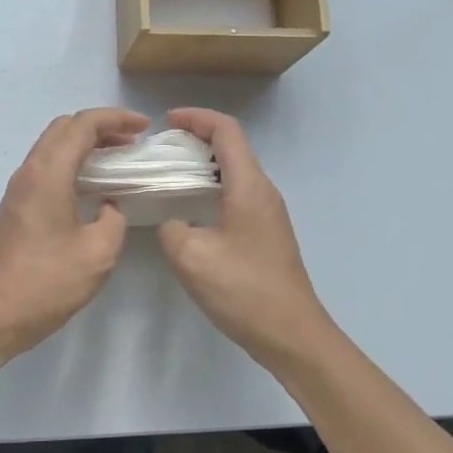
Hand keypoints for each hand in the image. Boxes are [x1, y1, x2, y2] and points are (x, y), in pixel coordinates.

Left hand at [0, 108, 149, 356]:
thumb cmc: (47, 282)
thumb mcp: (98, 252)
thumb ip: (113, 219)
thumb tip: (108, 205)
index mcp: (48, 174)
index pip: (82, 125)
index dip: (116, 118)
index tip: (144, 127)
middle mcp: (29, 171)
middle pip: (64, 127)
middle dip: (100, 126)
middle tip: (131, 141)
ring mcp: (17, 189)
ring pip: (52, 146)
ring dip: (84, 144)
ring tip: (116, 159)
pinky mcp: (15, 207)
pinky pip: (45, 167)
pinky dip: (71, 163)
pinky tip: (92, 186)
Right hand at [157, 108, 338, 369]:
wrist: (291, 334)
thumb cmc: (244, 290)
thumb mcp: (191, 257)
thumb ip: (172, 228)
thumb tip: (174, 222)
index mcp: (249, 187)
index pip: (226, 131)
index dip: (196, 118)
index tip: (167, 122)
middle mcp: (263, 192)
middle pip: (232, 147)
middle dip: (196, 138)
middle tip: (161, 150)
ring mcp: (268, 213)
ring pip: (234, 172)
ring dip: (203, 165)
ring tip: (169, 176)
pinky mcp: (266, 233)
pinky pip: (236, 194)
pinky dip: (211, 188)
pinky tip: (190, 210)